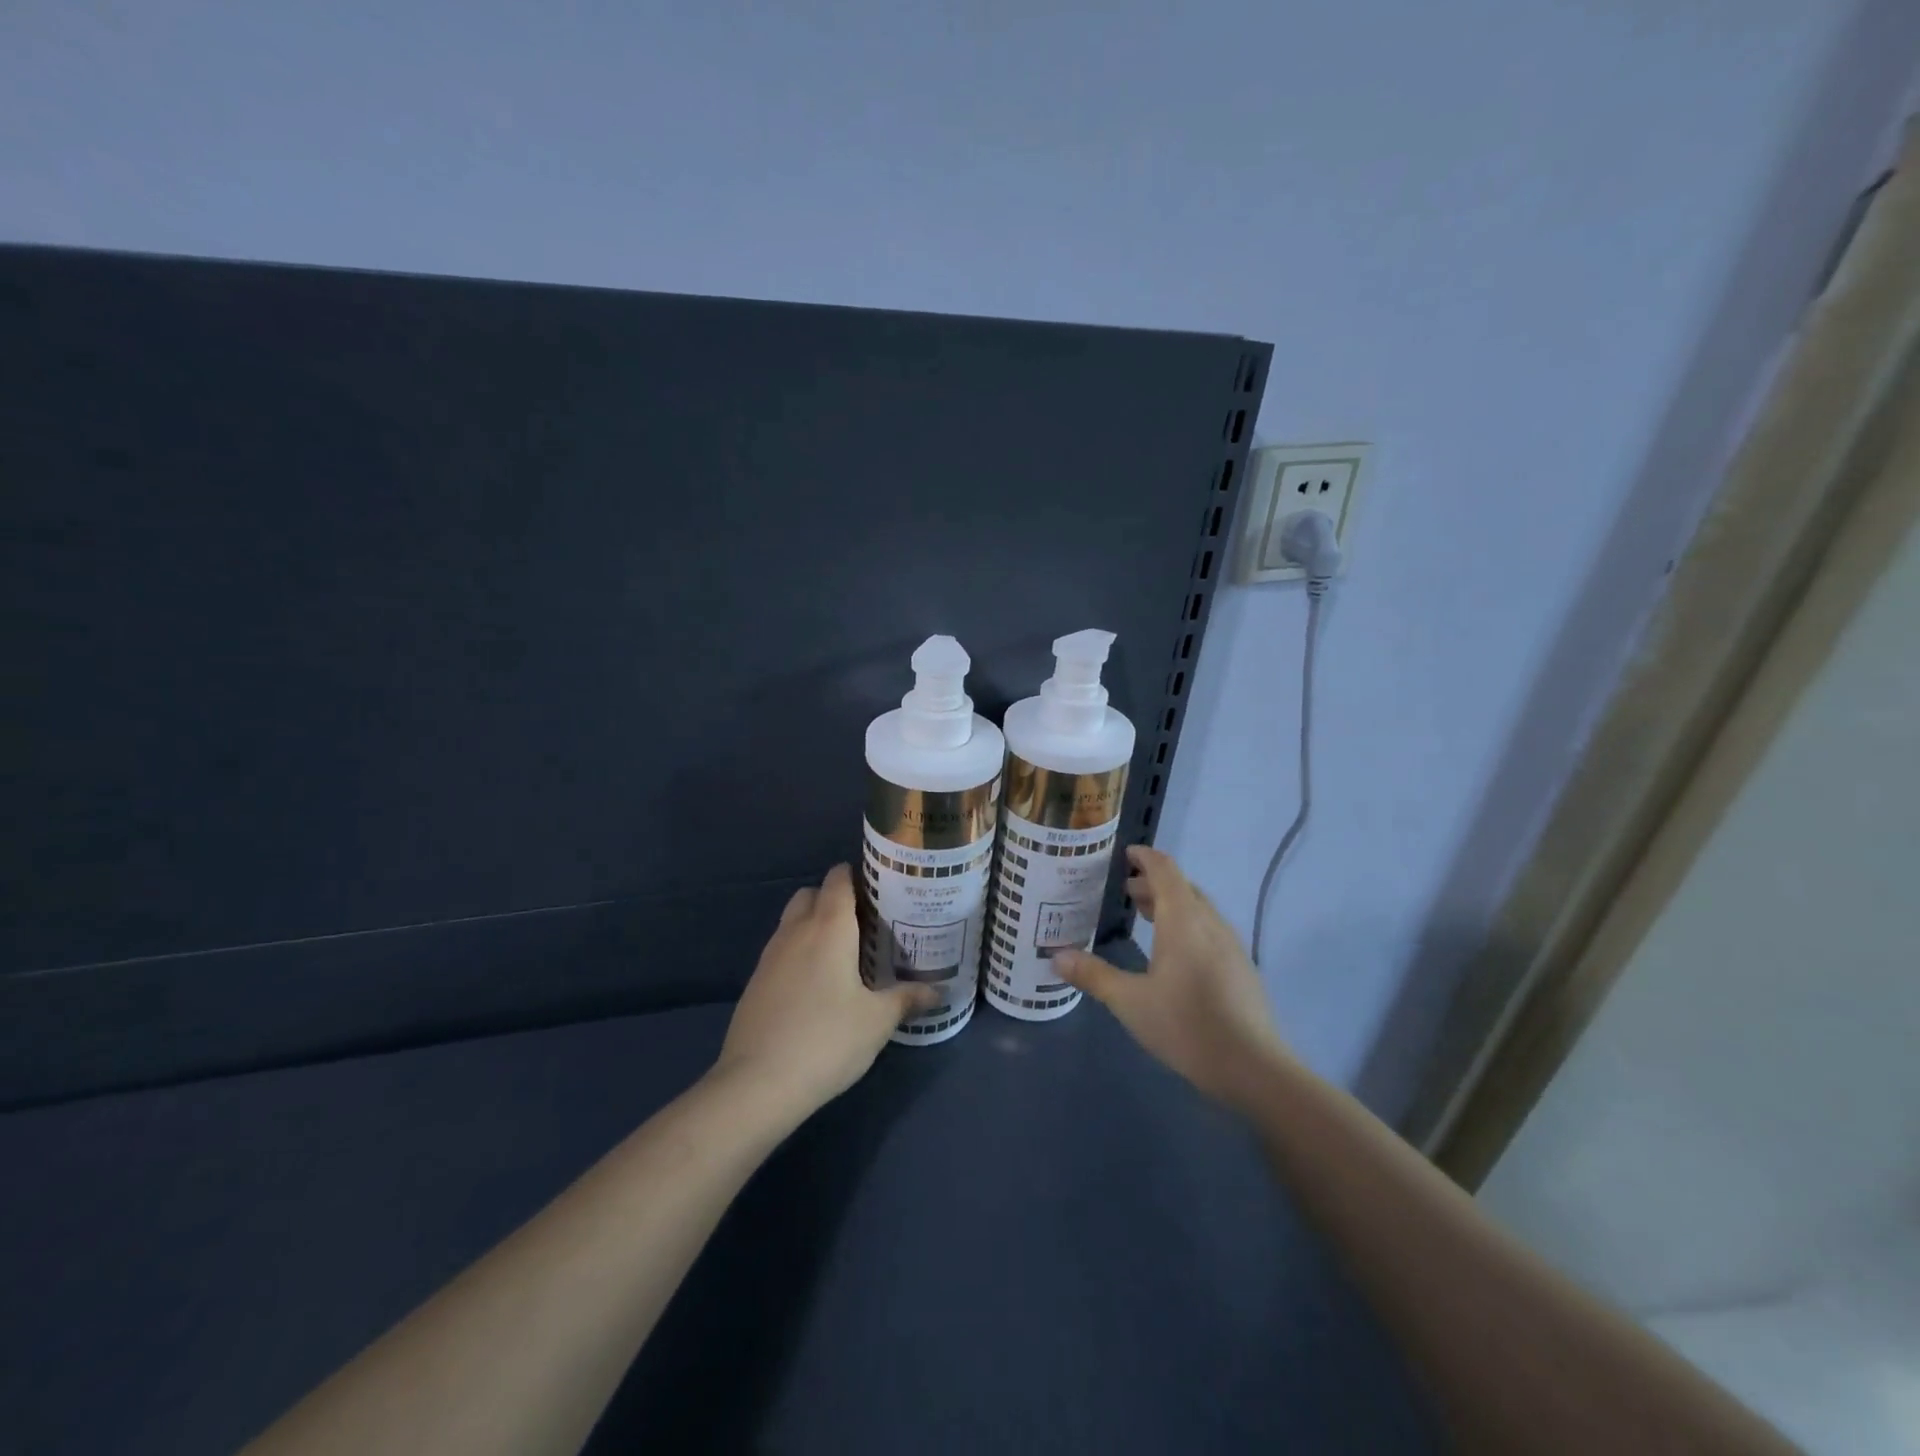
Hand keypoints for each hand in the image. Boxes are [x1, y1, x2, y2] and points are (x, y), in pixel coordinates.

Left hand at [714, 864, 936, 1114]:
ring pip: (792, 922)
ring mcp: (770, 956)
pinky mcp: (755, 983)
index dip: (856, 875)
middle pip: (812, 894)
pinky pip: (781, 951)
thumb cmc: (827, 1040)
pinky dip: (799, 953)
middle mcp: (796, 931)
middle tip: (864, 923)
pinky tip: (816, 985)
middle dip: (834, 899)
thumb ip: (907, 999)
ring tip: (843, 954)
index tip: (879, 888)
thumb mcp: (877, 1021)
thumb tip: (938, 992)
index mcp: (829, 927)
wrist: (757, 1084)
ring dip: (814, 926)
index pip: (838, 879)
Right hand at [1056, 845, 1288, 1110]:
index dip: (1144, 857)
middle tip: (1124, 890)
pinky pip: (1209, 929)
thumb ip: (1093, 976)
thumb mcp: (1130, 1002)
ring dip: (1171, 904)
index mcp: (1183, 920)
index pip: (1164, 870)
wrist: (1254, 1068)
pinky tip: (1174, 952)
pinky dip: (1187, 924)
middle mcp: (1209, 923)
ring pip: (1198, 909)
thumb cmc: (1186, 1026)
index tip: (1124, 854)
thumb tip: (1057, 957)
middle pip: (1182, 887)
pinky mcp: (1241, 967)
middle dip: (1153, 883)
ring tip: (1145, 914)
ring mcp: (1230, 944)